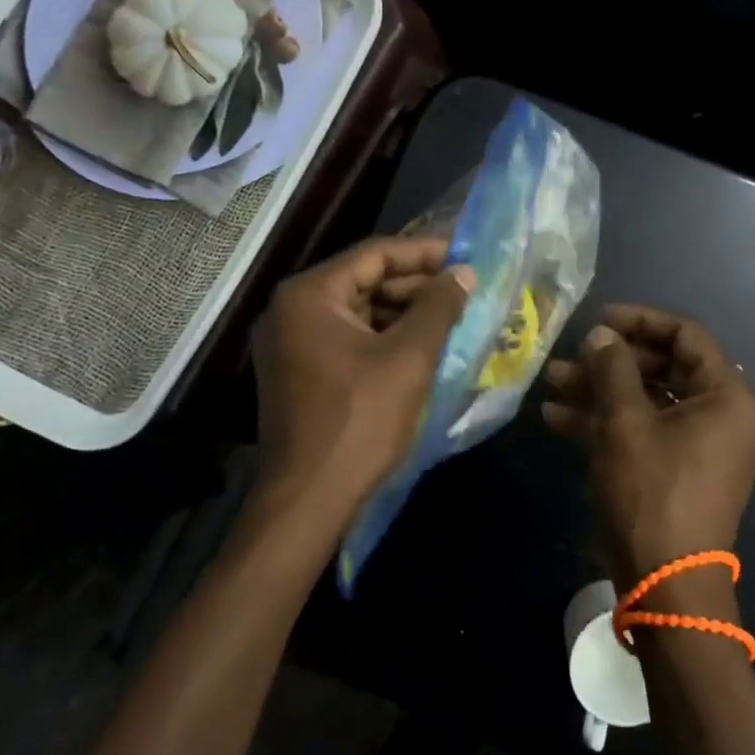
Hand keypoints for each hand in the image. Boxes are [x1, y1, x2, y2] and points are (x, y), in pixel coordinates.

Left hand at [251, 236, 474, 534]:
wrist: (308, 501)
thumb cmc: (360, 420)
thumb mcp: (409, 358)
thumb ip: (438, 307)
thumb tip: (463, 272)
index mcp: (309, 295)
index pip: (374, 254)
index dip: (424, 253)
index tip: (464, 257)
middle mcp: (290, 310)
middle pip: (363, 280)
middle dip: (415, 285)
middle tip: (463, 290)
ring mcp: (290, 343)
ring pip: (357, 311)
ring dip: (403, 312)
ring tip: (451, 317)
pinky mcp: (298, 371)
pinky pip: (347, 337)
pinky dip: (384, 337)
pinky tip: (422, 346)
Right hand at [542, 305, 754, 586]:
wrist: (665, 585)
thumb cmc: (652, 492)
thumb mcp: (625, 423)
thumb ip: (612, 369)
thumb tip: (602, 334)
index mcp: (726, 396)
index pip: (686, 336)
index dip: (640, 321)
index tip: (599, 320)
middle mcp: (721, 416)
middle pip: (663, 368)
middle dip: (610, 362)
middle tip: (570, 357)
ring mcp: (699, 446)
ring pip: (647, 401)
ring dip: (600, 391)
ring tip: (551, 382)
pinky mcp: (677, 471)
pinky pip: (643, 432)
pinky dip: (606, 422)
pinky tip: (557, 417)